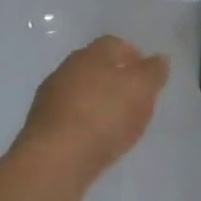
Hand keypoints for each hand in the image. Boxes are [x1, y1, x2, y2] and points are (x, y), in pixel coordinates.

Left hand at [15, 35, 169, 186]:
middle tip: (134, 100)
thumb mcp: (141, 91)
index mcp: (93, 54)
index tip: (147, 77)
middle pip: (95, 66)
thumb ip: (153, 73)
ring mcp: (50, 95)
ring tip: (115, 123)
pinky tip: (93, 138)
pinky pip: (69, 115)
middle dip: (114, 79)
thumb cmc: (105, 116)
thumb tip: (159, 58)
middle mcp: (67, 68)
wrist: (56, 156)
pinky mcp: (41, 123)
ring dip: (96, 101)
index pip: (116, 44)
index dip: (134, 57)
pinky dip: (83, 121)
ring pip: (80, 90)